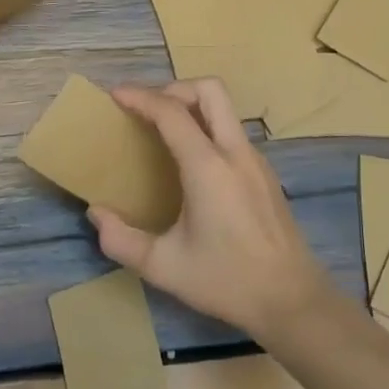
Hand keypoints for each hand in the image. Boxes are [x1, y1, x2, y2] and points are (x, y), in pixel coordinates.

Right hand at [92, 79, 331, 340]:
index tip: (115, 94)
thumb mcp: (164, 267)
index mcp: (208, 166)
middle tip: (147, 109)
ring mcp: (255, 160)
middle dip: (174, 88)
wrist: (292, 299)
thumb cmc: (227, 281)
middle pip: (209, 89)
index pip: (171, 112)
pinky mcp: (265, 173)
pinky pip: (232, 132)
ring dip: (193, 106)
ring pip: (224, 108)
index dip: (141, 97)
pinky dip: (207, 127)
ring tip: (165, 131)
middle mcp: (234, 152)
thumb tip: (96, 214)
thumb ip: (122, 240)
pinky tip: (193, 162)